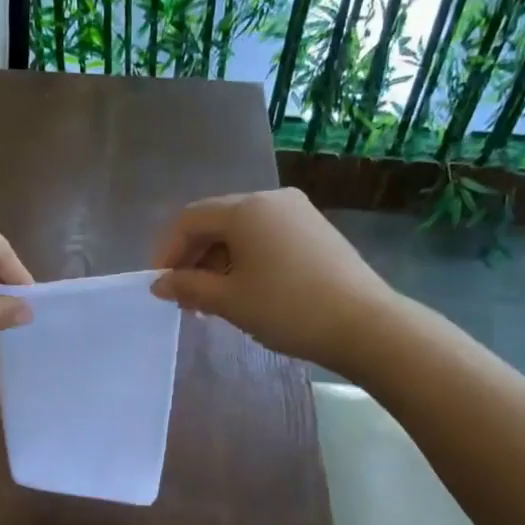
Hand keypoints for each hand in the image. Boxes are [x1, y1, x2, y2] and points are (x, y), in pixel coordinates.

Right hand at [151, 189, 394, 366]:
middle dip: (193, 259)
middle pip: (216, 222)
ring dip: (218, 264)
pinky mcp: (316, 232)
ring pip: (242, 232)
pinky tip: (245, 293)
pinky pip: (267, 239)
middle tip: (185, 299)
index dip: (167, 251)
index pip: (190, 219)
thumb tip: (159, 284)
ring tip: (213, 303)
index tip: (160, 285)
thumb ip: (188, 287)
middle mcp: (271, 200)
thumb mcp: (229, 300)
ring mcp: (298, 213)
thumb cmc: (287, 308)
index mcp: (246, 208)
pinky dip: (246, 262)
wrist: (364, 325)